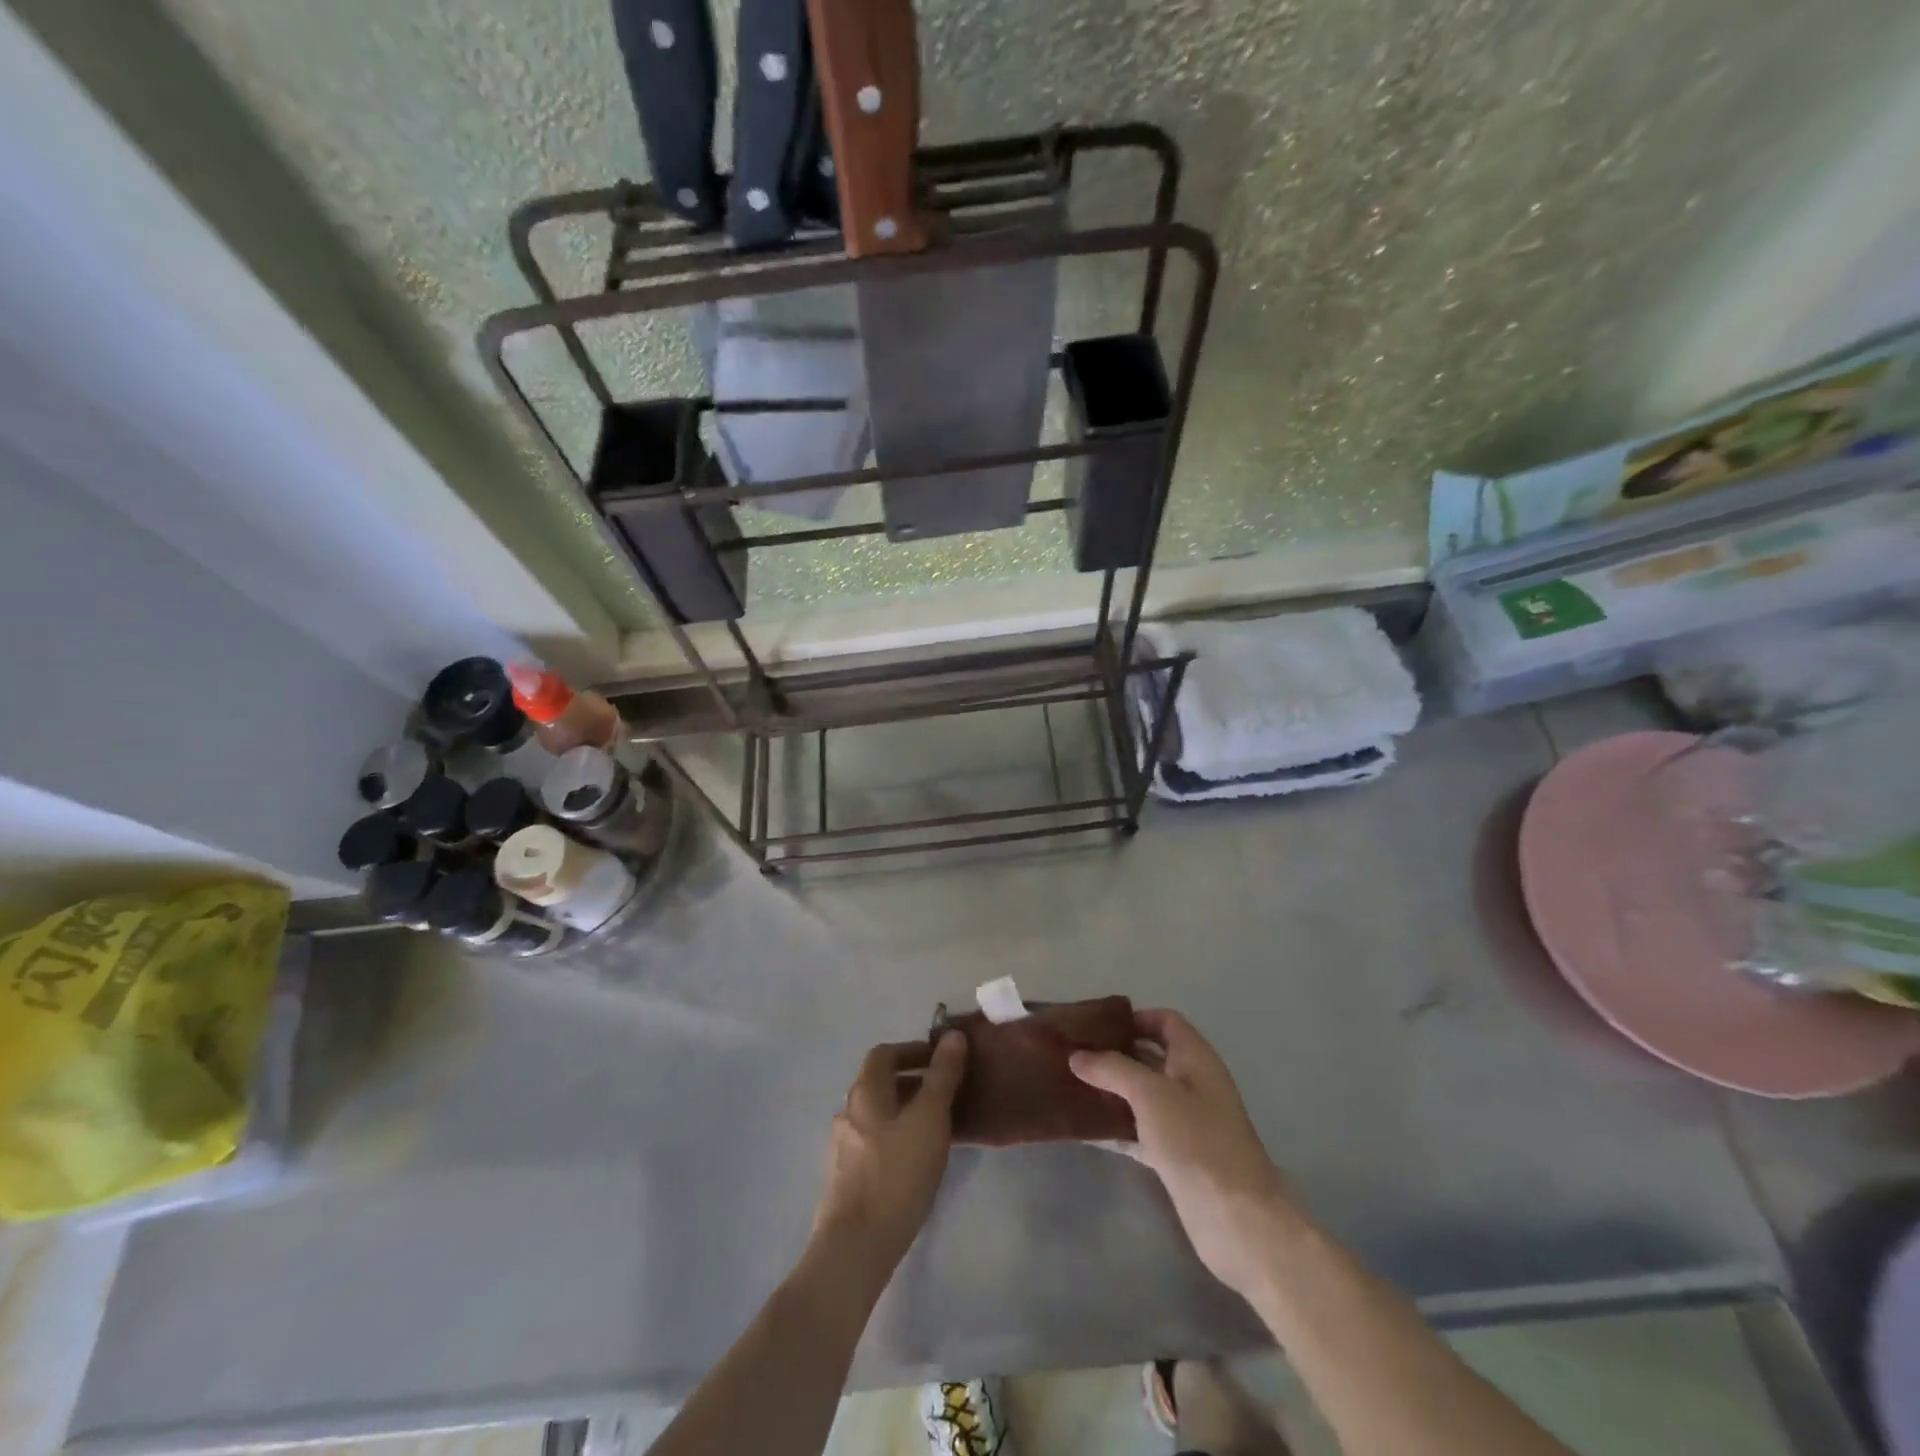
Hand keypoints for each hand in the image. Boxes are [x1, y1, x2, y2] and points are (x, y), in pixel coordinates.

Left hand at [812, 1032, 966, 1274]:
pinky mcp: (845, 1176)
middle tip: (945, 1092)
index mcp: (865, 1091)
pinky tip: (916, 1159)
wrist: (857, 1245)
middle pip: (879, 1082)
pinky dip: (896, 1135)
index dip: (912, 1050)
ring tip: (936, 1126)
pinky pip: (874, 1140)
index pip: (884, 1053)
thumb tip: (953, 1035)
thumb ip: (942, 1075)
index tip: (941, 1059)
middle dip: (912, 1080)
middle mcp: (848, 1111)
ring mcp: (843, 1145)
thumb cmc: (897, 1172)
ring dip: (905, 1109)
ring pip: (877, 1113)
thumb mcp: (930, 1117)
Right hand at [1071, 1010, 1298, 1301]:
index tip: (1094, 1025)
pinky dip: (1114, 1126)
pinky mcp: (1175, 1157)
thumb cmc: (1197, 1142)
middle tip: (1073, 1052)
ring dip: (1111, 1090)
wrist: (1238, 1221)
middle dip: (1114, 1052)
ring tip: (1070, 1084)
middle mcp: (1192, 1084)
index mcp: (1196, 1059)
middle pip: (1150, 1057)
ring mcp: (1185, 1123)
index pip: (1165, 1021)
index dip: (1133, 1018)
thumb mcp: (1151, 1094)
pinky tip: (1083, 1127)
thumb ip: (1112, 1069)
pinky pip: (1138, 1130)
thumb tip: (1076, 1056)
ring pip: (1142, 1095)